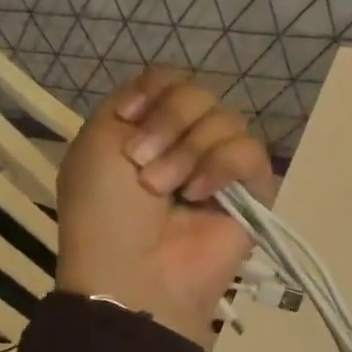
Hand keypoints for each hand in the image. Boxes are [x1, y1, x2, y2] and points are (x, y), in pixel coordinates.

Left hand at [54, 67, 275, 350]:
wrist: (134, 271)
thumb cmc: (105, 213)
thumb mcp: (96, 143)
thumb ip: (133, 99)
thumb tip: (170, 93)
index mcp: (150, 128)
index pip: (172, 79)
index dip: (155, 91)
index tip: (129, 119)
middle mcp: (189, 141)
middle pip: (199, 93)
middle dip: (169, 124)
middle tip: (144, 168)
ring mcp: (223, 167)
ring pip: (226, 119)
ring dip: (189, 152)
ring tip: (172, 191)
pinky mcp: (254, 192)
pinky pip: (250, 151)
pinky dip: (223, 166)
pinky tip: (202, 194)